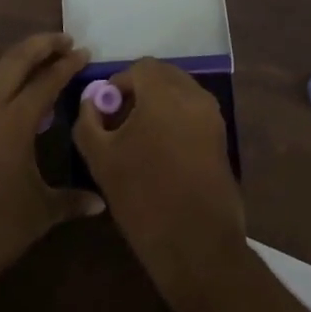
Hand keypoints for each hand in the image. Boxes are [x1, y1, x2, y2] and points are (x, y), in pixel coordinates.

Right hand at [72, 57, 245, 307]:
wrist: (196, 244)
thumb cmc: (143, 197)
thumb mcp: (100, 159)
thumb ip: (89, 121)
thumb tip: (92, 101)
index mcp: (164, 93)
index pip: (140, 68)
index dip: (119, 84)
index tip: (105, 111)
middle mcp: (194, 96)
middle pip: (164, 76)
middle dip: (140, 91)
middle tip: (119, 122)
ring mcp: (213, 117)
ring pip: (180, 94)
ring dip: (158, 105)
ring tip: (138, 140)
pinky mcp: (221, 139)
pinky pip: (193, 114)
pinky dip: (175, 121)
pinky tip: (159, 154)